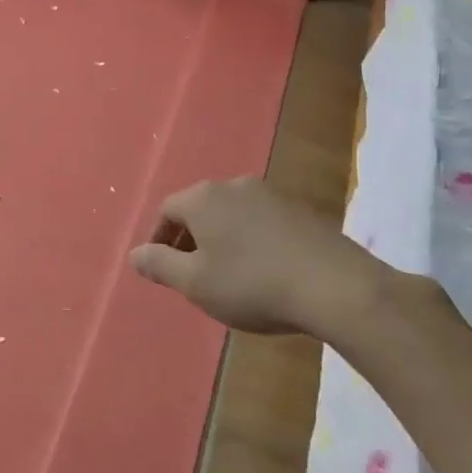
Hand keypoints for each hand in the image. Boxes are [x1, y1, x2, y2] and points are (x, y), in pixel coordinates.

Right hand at [128, 177, 399, 344]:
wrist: (336, 286)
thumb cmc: (252, 284)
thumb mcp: (195, 283)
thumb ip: (159, 265)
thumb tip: (134, 254)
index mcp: (203, 198)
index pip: (166, 210)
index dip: (159, 240)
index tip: (162, 269)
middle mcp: (234, 186)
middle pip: (199, 209)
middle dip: (189, 239)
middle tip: (191, 274)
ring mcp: (271, 195)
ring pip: (231, 215)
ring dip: (221, 240)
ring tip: (227, 275)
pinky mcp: (301, 210)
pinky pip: (260, 222)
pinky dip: (251, 241)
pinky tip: (262, 271)